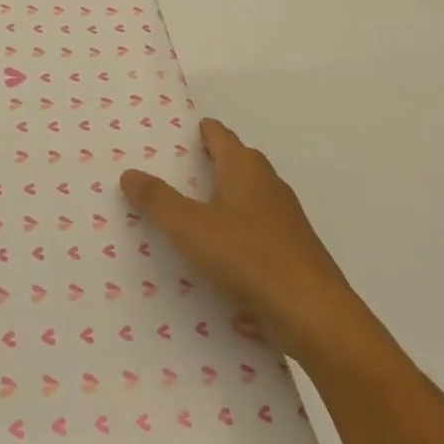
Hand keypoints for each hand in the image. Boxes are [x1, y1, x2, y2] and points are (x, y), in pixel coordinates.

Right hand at [121, 117, 354, 358]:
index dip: (203, 131)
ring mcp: (286, 222)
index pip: (221, 136)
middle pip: (239, 165)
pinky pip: (259, 241)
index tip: (185, 130)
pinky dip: (240, 246)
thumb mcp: (189, 228)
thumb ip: (157, 200)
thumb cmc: (247, 256)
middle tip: (180, 170)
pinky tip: (224, 275)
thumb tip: (130, 173)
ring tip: (194, 219)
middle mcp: (269, 187)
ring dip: (226, 205)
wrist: (313, 313)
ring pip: (250, 204)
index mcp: (245, 170)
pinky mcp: (294, 255)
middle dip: (213, 164)